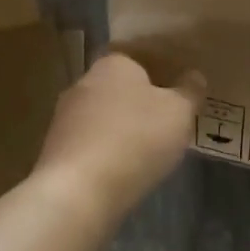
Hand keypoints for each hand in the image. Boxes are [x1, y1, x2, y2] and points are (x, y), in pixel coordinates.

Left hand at [32, 54, 203, 219]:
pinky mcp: (55, 151)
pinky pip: (91, 144)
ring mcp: (64, 118)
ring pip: (103, 117)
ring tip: (148, 152)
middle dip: (139, 103)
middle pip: (119, 88)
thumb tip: (194, 77)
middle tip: (166, 122)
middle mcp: (83, 83)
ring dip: (122, 130)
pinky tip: (123, 171)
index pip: (138, 59)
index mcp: (113, 64)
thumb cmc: (136, 139)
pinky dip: (106, 153)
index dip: (159, 74)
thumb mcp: (180, 112)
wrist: (79, 191)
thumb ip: (190, 91)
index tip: (176, 92)